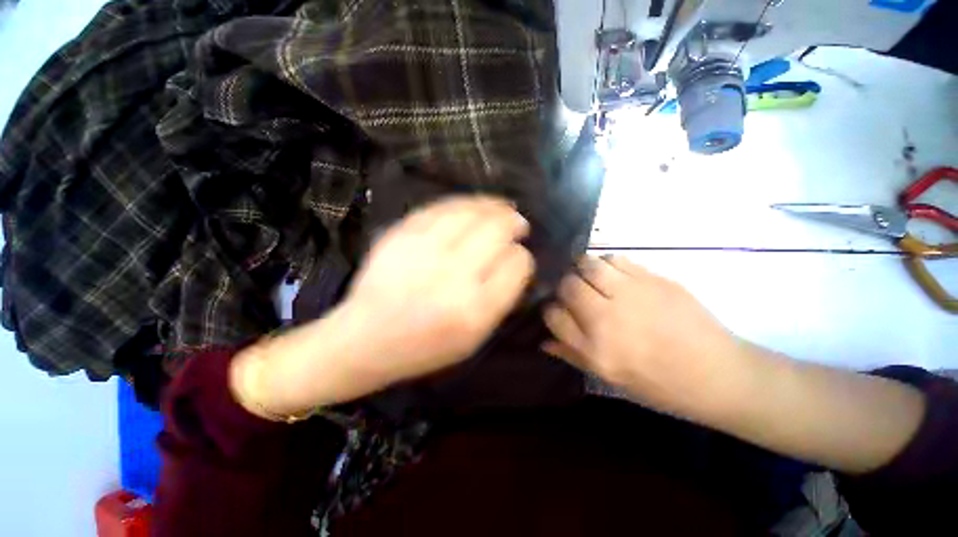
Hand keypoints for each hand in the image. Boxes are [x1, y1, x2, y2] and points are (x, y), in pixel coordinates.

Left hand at [342, 195, 534, 383]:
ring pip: (471, 212)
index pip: (516, 264)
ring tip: (502, 208)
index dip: (522, 257)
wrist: (365, 339)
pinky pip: (442, 206)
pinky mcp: (401, 234)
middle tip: (518, 224)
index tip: (518, 257)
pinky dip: (465, 203)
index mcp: (475, 309)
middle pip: (497, 231)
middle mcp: (452, 275)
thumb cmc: (425, 347)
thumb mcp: (475, 337)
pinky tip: (474, 206)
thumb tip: (515, 259)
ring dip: (493, 206)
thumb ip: (501, 299)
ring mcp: (424, 250)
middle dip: (514, 223)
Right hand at [544, 256, 926, 473]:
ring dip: (582, 269)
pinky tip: (613, 275)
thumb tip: (543, 340)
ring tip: (590, 278)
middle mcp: (608, 318)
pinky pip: (616, 259)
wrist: (719, 374)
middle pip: (567, 285)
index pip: (553, 315)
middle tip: (573, 292)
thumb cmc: (660, 384)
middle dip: (564, 286)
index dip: (550, 310)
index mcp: (596, 349)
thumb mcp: (610, 378)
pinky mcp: (654, 279)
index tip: (557, 310)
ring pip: (588, 265)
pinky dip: (607, 264)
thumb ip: (572, 355)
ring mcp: (632, 294)